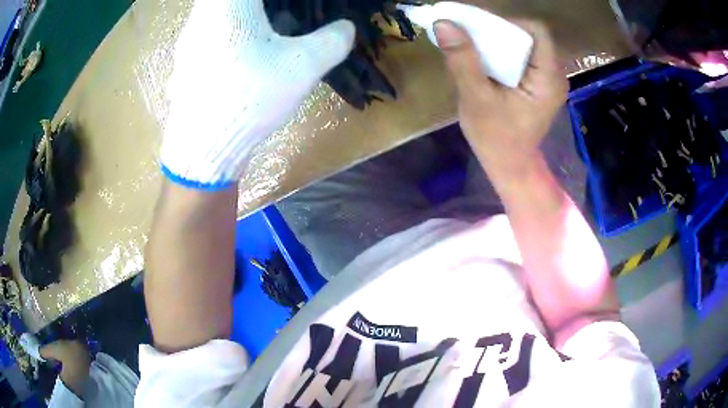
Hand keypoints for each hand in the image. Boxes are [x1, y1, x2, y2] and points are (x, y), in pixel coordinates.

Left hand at [161, 0, 354, 189]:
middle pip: (228, 0)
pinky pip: (208, 33)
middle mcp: (200, 16)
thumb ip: (331, 41)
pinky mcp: (185, 63)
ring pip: (216, 13)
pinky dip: (227, 32)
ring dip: (241, 15)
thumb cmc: (248, 96)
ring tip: (264, 28)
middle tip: (280, 11)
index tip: (290, 7)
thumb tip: (346, 28)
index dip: (278, 2)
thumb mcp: (301, 66)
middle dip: (260, 6)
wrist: (202, 148)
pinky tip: (241, 53)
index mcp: (227, 4)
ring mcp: (187, 41)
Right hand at [435, 19, 566, 170]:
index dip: (508, 23)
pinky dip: (503, 52)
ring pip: (526, 44)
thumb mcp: (476, 99)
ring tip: (475, 47)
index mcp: (548, 78)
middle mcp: (555, 75)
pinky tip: (486, 60)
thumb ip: (463, 60)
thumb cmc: (496, 138)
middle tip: (471, 36)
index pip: (537, 31)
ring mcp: (549, 79)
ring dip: (499, 40)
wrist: (509, 165)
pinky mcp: (540, 83)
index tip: (481, 30)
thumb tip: (444, 23)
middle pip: (531, 35)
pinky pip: (524, 56)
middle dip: (500, 31)